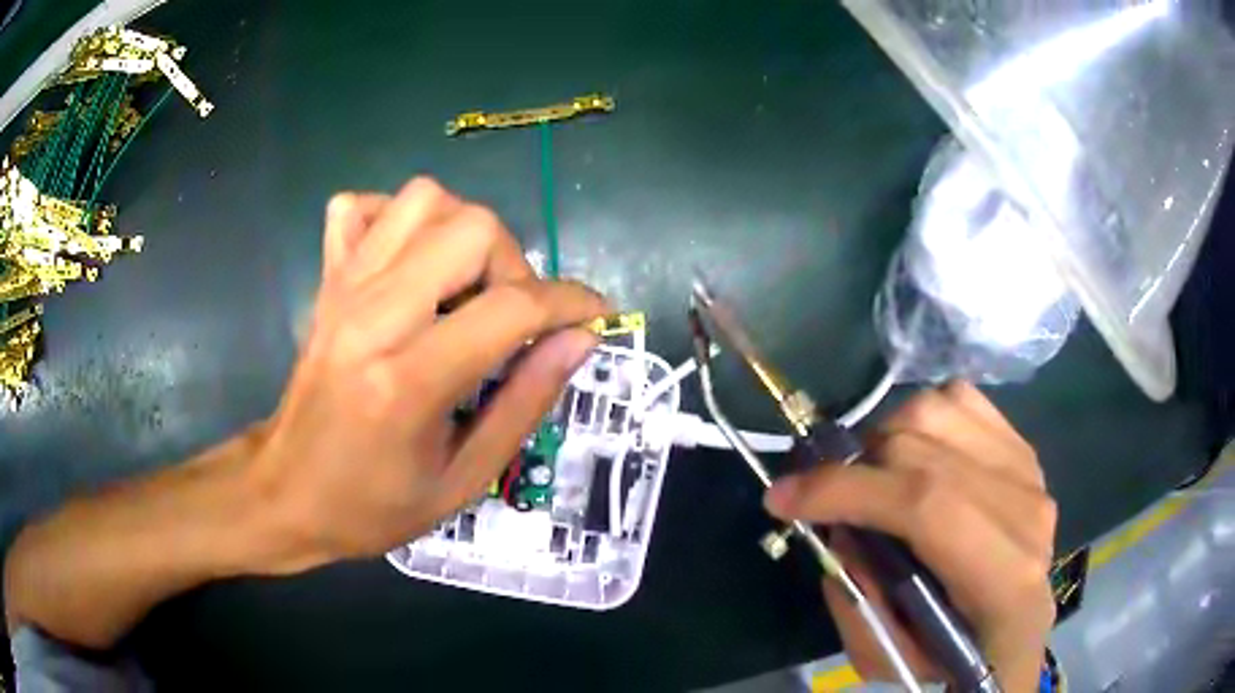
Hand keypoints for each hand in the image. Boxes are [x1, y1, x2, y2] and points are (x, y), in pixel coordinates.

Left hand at [248, 178, 608, 571]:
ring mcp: (343, 288)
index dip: (570, 302)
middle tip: (511, 318)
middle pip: (471, 226)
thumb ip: (526, 404)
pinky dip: (397, 218)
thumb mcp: (464, 480)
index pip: (512, 306)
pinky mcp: (326, 280)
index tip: (594, 314)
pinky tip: (410, 261)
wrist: (287, 491)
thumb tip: (580, 341)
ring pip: (423, 198)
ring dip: (463, 231)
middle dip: (513, 265)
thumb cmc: (373, 504)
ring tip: (465, 286)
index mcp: (409, 380)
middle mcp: (373, 315)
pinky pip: (361, 207)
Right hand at [764, 382, 1055, 691]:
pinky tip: (915, 455)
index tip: (781, 498)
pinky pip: (959, 398)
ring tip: (872, 477)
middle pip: (923, 449)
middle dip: (852, 468)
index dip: (847, 490)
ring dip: (884, 438)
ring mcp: (1028, 470)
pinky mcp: (1022, 447)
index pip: (925, 504)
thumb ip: (855, 598)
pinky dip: (921, 418)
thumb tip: (835, 524)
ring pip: (936, 411)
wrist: (1013, 631)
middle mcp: (1024, 511)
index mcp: (1003, 578)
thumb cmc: (951, 655)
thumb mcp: (887, 657)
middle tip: (823, 497)